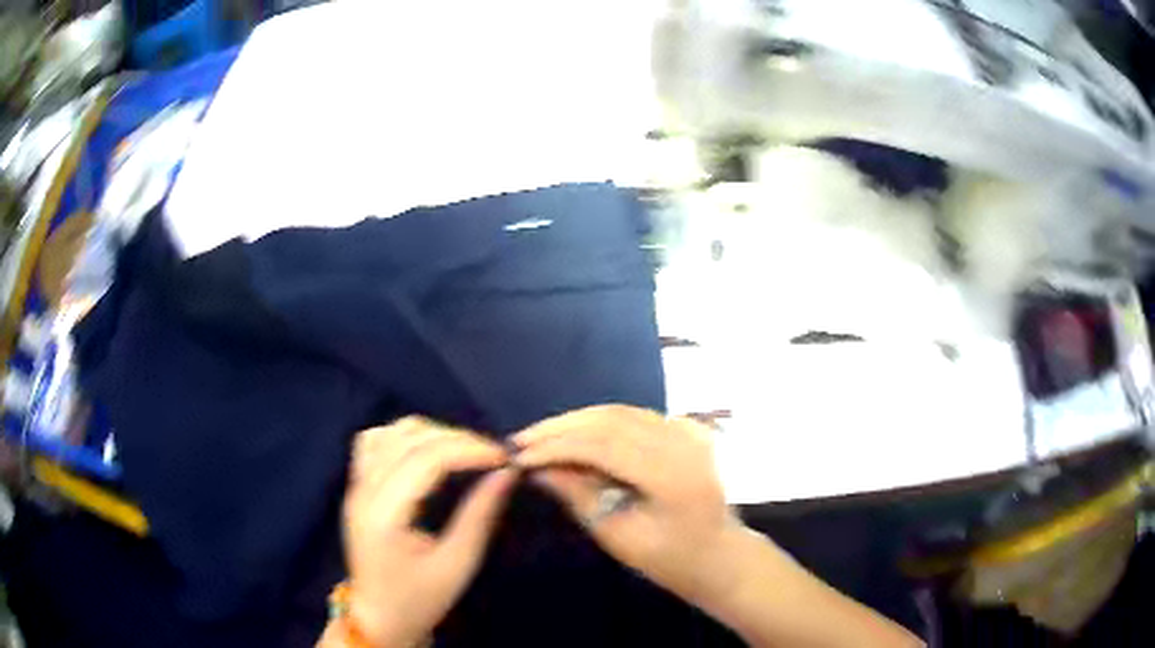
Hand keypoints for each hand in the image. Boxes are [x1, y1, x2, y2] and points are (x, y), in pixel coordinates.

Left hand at [342, 417, 515, 646]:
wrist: (380, 616)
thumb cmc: (420, 599)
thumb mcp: (458, 564)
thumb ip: (480, 515)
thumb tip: (506, 473)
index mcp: (384, 515)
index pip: (426, 460)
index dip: (468, 449)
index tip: (503, 457)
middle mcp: (364, 491)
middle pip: (409, 440)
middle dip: (456, 439)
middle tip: (491, 455)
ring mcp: (355, 486)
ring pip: (390, 433)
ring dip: (431, 433)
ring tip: (464, 451)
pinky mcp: (355, 487)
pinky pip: (374, 442)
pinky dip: (403, 436)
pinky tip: (426, 450)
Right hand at [511, 405, 742, 607]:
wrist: (721, 555)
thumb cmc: (671, 560)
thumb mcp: (618, 537)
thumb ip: (579, 496)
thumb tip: (538, 468)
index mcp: (672, 476)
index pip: (603, 446)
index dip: (557, 446)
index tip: (519, 455)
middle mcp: (685, 443)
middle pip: (612, 419)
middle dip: (562, 426)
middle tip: (523, 438)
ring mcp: (693, 431)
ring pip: (624, 412)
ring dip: (580, 421)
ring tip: (543, 435)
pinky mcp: (692, 429)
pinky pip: (639, 417)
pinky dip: (605, 422)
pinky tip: (580, 435)